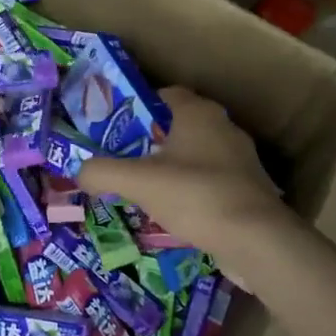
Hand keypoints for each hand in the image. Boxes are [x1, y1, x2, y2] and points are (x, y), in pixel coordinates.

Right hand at [78, 87, 283, 254]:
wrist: (256, 241)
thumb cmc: (195, 195)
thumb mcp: (137, 182)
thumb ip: (101, 172)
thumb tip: (79, 173)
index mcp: (198, 112)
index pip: (163, 94)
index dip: (136, 107)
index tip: (113, 128)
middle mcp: (223, 127)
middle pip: (177, 126)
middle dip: (149, 141)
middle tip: (122, 160)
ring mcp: (240, 159)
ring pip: (194, 155)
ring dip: (171, 168)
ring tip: (142, 189)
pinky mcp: (249, 189)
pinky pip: (210, 181)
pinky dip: (190, 191)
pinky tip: (173, 212)